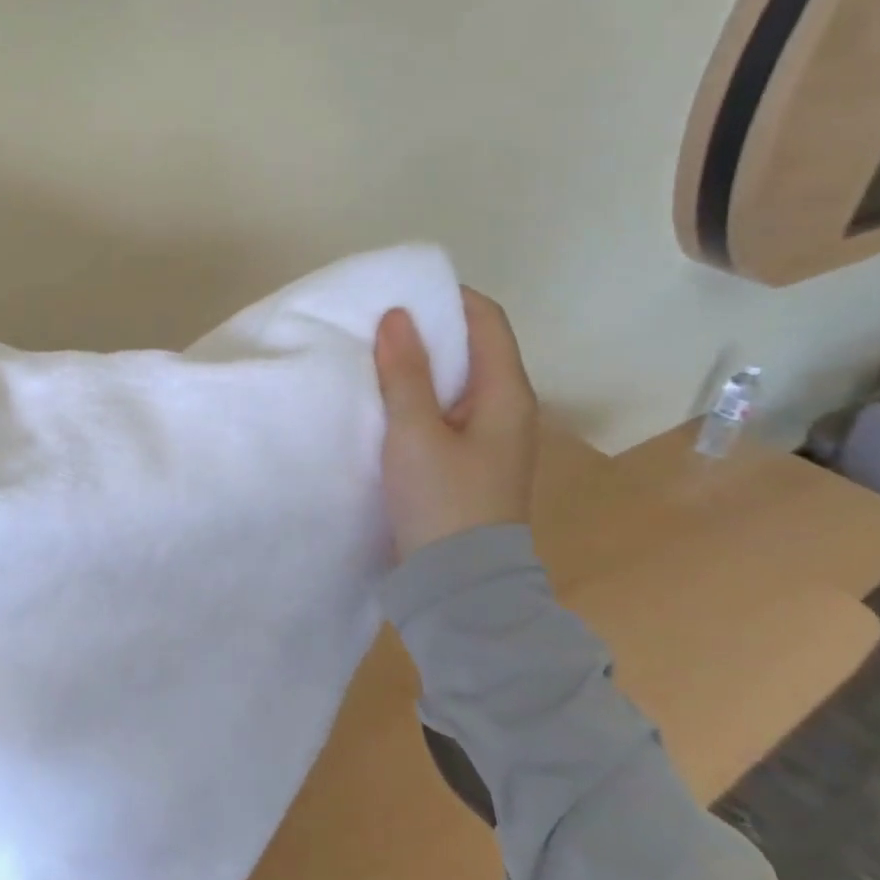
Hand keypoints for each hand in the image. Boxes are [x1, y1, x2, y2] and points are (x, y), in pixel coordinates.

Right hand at [373, 288, 538, 559]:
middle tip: (377, 321)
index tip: (400, 291)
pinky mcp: (468, 460)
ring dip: (421, 363)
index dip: (448, 297)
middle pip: (472, 347)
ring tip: (374, 354)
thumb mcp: (415, 433)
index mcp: (505, 394)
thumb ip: (406, 373)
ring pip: (456, 380)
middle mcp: (506, 409)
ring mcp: (489, 437)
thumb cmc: (442, 502)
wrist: (461, 587)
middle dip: (428, 328)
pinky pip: (445, 408)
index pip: (486, 320)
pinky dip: (419, 393)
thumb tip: (397, 315)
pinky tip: (385, 398)